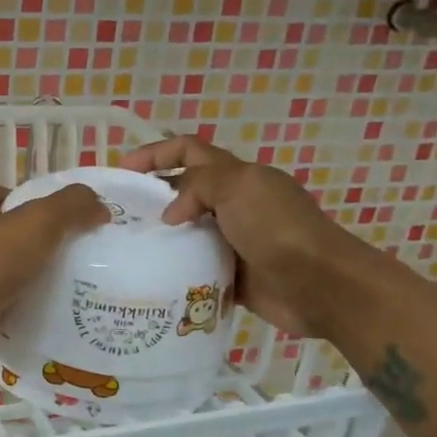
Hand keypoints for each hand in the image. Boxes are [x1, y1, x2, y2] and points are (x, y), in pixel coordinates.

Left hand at [0, 182, 107, 371]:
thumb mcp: (38, 221)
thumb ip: (70, 207)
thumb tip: (99, 206)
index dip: (7, 198)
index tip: (41, 211)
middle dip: (25, 247)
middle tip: (68, 256)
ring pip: (0, 280)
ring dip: (27, 285)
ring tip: (71, 292)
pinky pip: (3, 316)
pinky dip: (23, 319)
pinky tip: (53, 324)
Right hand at [123, 135, 369, 337]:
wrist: (319, 285)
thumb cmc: (278, 229)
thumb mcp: (238, 187)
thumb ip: (197, 185)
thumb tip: (170, 214)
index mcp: (238, 176)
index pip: (189, 151)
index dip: (156, 153)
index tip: (123, 170)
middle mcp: (234, 204)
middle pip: (185, 191)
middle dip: (152, 196)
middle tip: (117, 214)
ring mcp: (233, 241)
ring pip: (187, 231)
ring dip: (160, 236)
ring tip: (125, 247)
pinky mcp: (231, 275)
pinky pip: (195, 267)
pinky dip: (175, 269)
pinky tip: (150, 276)